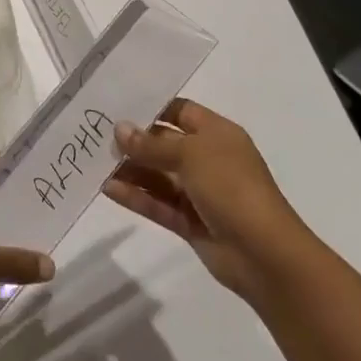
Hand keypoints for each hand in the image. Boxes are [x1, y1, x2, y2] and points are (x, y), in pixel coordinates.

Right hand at [105, 100, 306, 302]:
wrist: (265, 255)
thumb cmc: (232, 187)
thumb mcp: (191, 155)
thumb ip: (152, 144)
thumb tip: (119, 129)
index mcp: (217, 134)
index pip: (180, 111)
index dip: (152, 107)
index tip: (117, 104)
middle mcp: (208, 159)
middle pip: (165, 144)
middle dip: (135, 140)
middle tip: (96, 135)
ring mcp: (199, 193)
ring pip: (159, 176)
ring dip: (131, 170)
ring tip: (95, 162)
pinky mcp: (190, 222)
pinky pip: (158, 203)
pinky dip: (136, 196)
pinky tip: (108, 189)